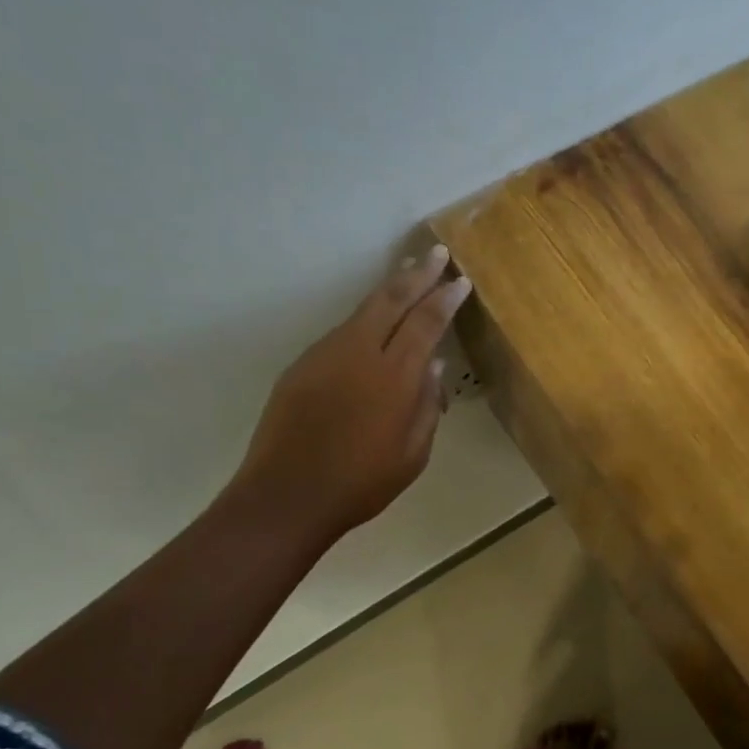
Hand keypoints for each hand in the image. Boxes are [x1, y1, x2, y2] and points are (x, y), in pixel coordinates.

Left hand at [231, 245, 472, 542]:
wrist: (288, 495)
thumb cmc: (362, 482)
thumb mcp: (414, 454)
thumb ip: (427, 406)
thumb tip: (433, 366)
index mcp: (395, 377)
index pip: (426, 323)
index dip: (445, 299)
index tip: (460, 280)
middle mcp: (360, 353)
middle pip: (391, 299)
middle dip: (417, 274)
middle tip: (435, 254)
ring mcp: (326, 355)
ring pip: (363, 311)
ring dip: (389, 292)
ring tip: (408, 278)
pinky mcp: (303, 365)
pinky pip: (342, 333)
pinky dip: (364, 320)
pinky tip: (374, 326)